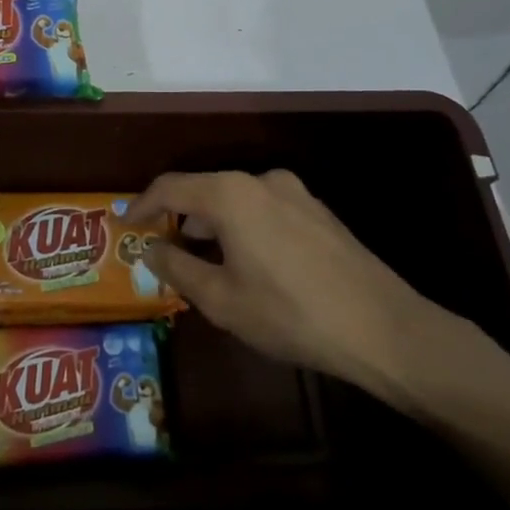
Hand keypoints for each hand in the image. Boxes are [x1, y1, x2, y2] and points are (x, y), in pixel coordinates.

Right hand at [127, 169, 470, 415]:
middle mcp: (261, 181)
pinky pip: (264, 209)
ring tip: (203, 260)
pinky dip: (243, 227)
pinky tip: (248, 263)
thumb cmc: (290, 314)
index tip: (126, 226)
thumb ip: (177, 267)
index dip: (143, 205)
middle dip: (179, 217)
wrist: (383, 328)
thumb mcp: (221, 299)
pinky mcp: (319, 212)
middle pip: (205, 189)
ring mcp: (296, 193)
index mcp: (230, 194)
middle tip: (162, 247)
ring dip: (212, 224)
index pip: (171, 187)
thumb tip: (151, 248)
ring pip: (236, 200)